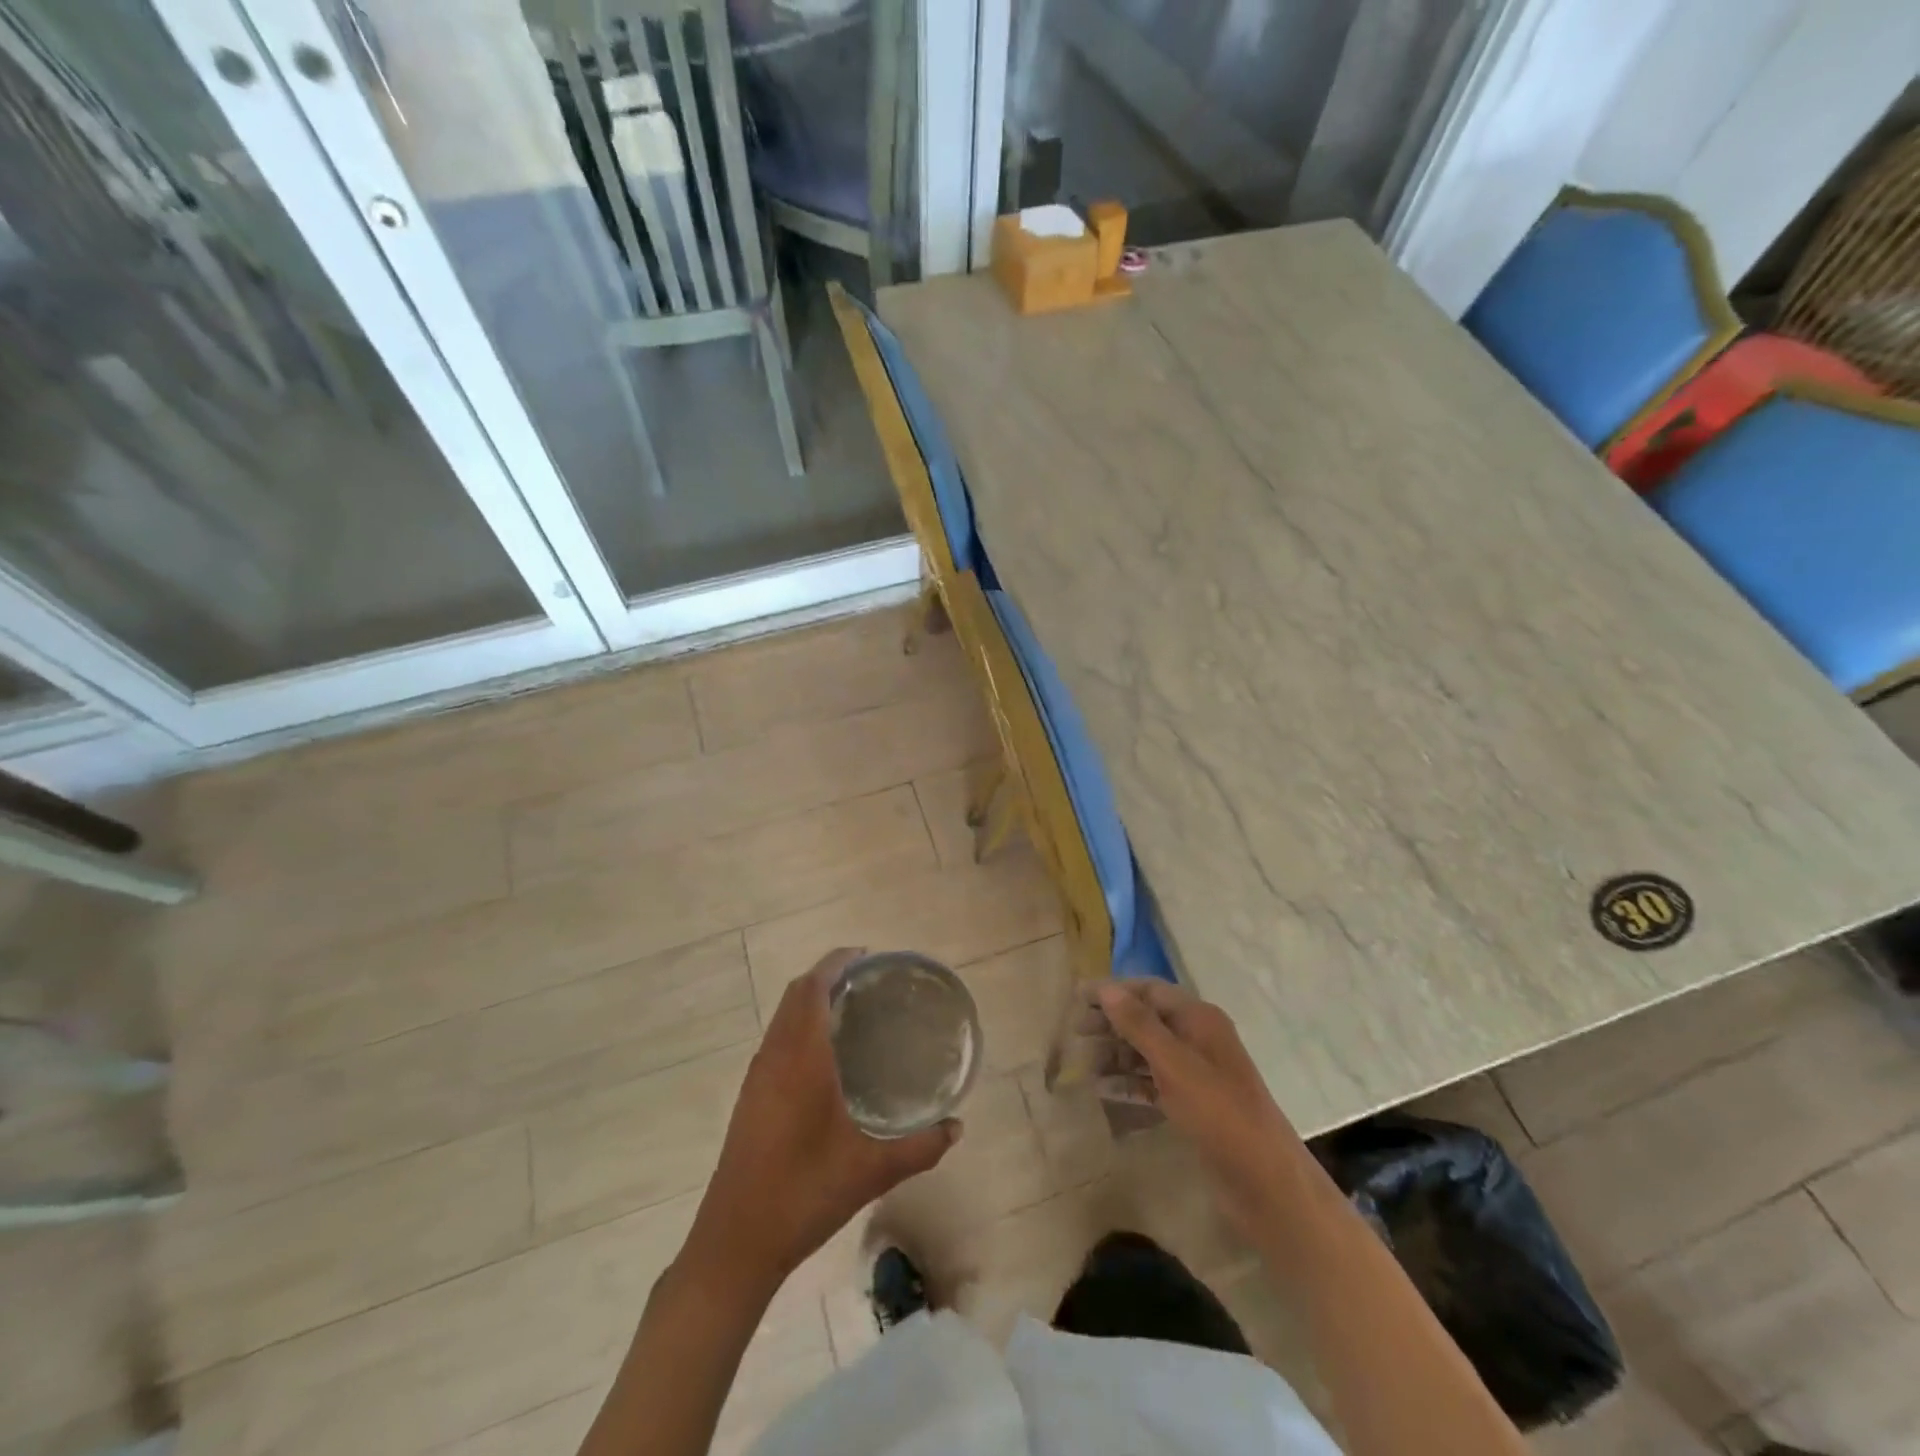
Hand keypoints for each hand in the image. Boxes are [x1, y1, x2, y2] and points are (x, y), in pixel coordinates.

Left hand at [683, 949, 962, 1295]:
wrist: (734, 1243)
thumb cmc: (803, 1195)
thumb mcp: (870, 1172)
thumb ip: (919, 1147)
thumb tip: (956, 1127)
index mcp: (800, 1060)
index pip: (811, 988)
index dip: (835, 963)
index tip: (866, 957)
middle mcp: (774, 1057)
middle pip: (795, 995)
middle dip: (826, 976)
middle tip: (866, 982)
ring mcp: (757, 1078)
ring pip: (782, 1018)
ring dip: (809, 1001)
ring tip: (849, 1011)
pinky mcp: (750, 1099)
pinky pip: (776, 1040)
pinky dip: (798, 1026)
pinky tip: (824, 1058)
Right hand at [1093, 979, 1312, 1242]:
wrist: (1265, 1182)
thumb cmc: (1219, 1113)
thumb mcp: (1175, 1064)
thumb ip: (1139, 1025)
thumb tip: (1106, 987)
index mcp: (1199, 1018)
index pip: (1149, 990)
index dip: (1114, 991)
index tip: (1078, 999)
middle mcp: (1197, 1038)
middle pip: (1147, 1018)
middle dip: (1111, 1022)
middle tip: (1075, 1032)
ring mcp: (1196, 1072)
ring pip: (1147, 1051)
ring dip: (1116, 1053)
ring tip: (1082, 1063)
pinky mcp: (1192, 1104)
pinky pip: (1153, 1082)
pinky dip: (1129, 1082)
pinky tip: (1103, 1089)